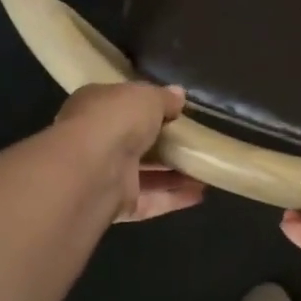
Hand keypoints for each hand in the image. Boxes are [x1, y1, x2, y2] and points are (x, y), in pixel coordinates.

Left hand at [53, 83, 205, 222]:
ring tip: (206, 169)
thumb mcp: (147, 96)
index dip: (147, 107)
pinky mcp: (116, 205)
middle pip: (135, 142)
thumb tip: (179, 95)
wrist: (94, 168)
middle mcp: (95, 141)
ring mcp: (105, 176)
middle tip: (195, 142)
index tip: (174, 111)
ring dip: (174, 174)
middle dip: (164, 145)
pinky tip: (200, 193)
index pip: (122, 105)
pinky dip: (173, 198)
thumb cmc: (117, 118)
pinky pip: (149, 200)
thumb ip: (165, 98)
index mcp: (94, 107)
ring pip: (144, 175)